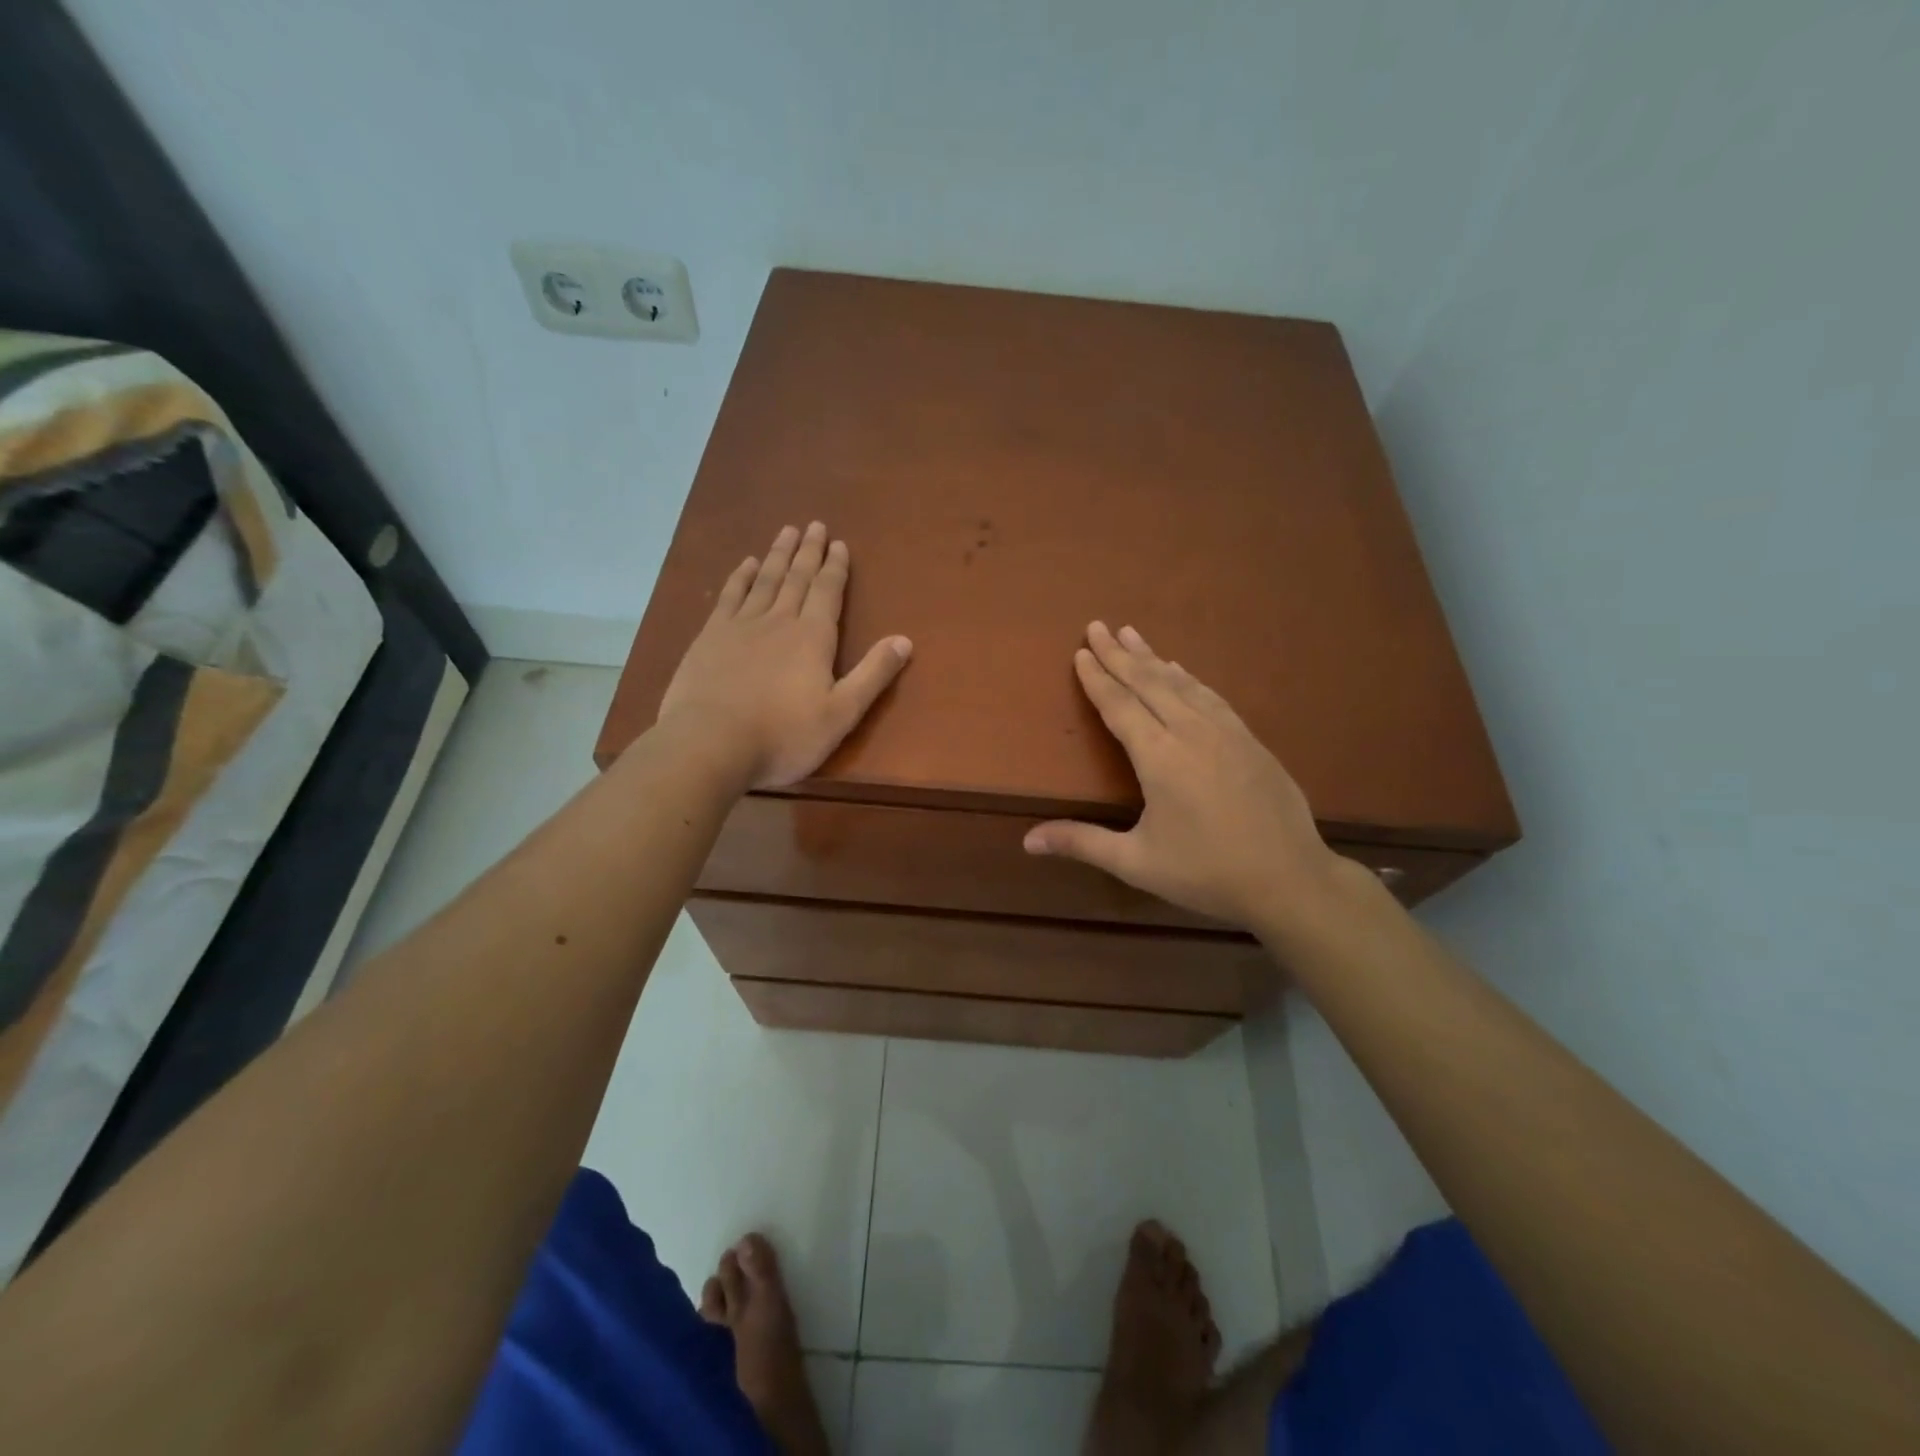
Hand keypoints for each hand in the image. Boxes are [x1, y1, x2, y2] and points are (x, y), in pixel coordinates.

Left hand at [657, 522, 911, 789]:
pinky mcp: (710, 637)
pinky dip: (740, 577)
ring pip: (764, 580)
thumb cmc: (784, 735)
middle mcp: (778, 621)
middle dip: (808, 552)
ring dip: (777, 555)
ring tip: (786, 531)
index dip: (835, 567)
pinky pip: (730, 596)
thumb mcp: (841, 713)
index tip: (839, 544)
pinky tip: (746, 564)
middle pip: (797, 578)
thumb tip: (905, 640)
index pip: (828, 592)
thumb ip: (873, 675)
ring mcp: (740, 626)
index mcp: (813, 638)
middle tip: (814, 525)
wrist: (711, 744)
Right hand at [1023, 622, 1346, 934]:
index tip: (1080, 652)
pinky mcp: (1250, 739)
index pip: (1120, 706)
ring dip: (1152, 657)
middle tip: (1097, 625)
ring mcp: (1225, 732)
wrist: (1290, 879)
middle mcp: (1191, 732)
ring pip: (1181, 683)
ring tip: (1132, 634)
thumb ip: (1082, 843)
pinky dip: (1189, 678)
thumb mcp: (1137, 862)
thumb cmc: (1206, 873)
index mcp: (1159, 757)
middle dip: (1118, 654)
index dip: (1097, 679)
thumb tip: (1027, 841)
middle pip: (1148, 683)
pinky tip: (1181, 670)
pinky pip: (1211, 696)